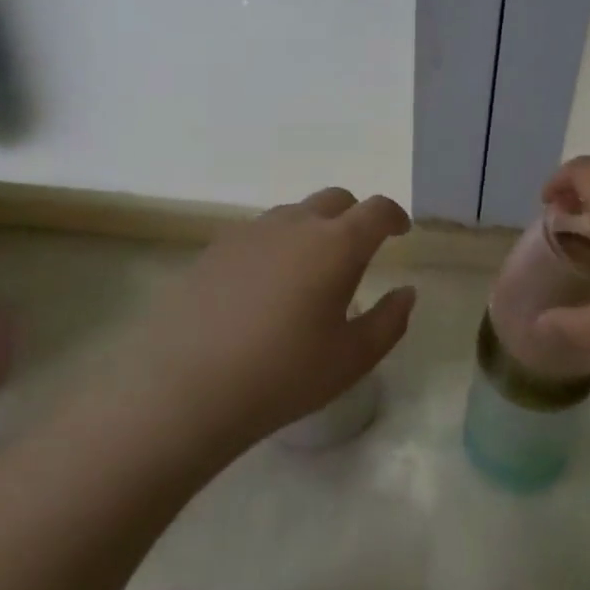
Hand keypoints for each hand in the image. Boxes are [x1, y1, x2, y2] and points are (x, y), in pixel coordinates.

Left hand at [114, 187, 415, 456]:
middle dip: (355, 217)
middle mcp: (296, 225)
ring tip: (310, 272)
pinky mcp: (215, 249)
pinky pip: (260, 233)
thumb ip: (390, 321)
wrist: (184, 389)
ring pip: (295, 214)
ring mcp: (251, 233)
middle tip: (358, 251)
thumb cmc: (282, 375)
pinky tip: (265, 287)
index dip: (394, 216)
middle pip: (336, 200)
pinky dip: (277, 245)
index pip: (376, 210)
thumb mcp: (352, 359)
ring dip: (314, 229)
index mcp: (337, 245)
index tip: (401, 232)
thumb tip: (406, 292)